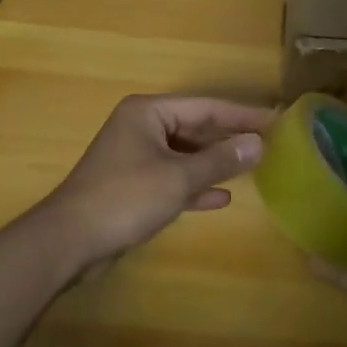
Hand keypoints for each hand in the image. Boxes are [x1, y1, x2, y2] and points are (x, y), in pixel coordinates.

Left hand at [40, 94, 273, 283]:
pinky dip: (194, 186)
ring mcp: (135, 157)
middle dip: (229, 138)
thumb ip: (220, 160)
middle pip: (195, 127)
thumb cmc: (125, 198)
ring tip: (252, 167)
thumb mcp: (178, 177)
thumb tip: (258, 143)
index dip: (242, 115)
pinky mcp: (133, 186)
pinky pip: (172, 178)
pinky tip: (221, 198)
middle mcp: (141, 128)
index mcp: (148, 113)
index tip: (275, 120)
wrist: (70, 240)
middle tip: (269, 144)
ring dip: (214, 163)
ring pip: (184, 154)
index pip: (205, 106)